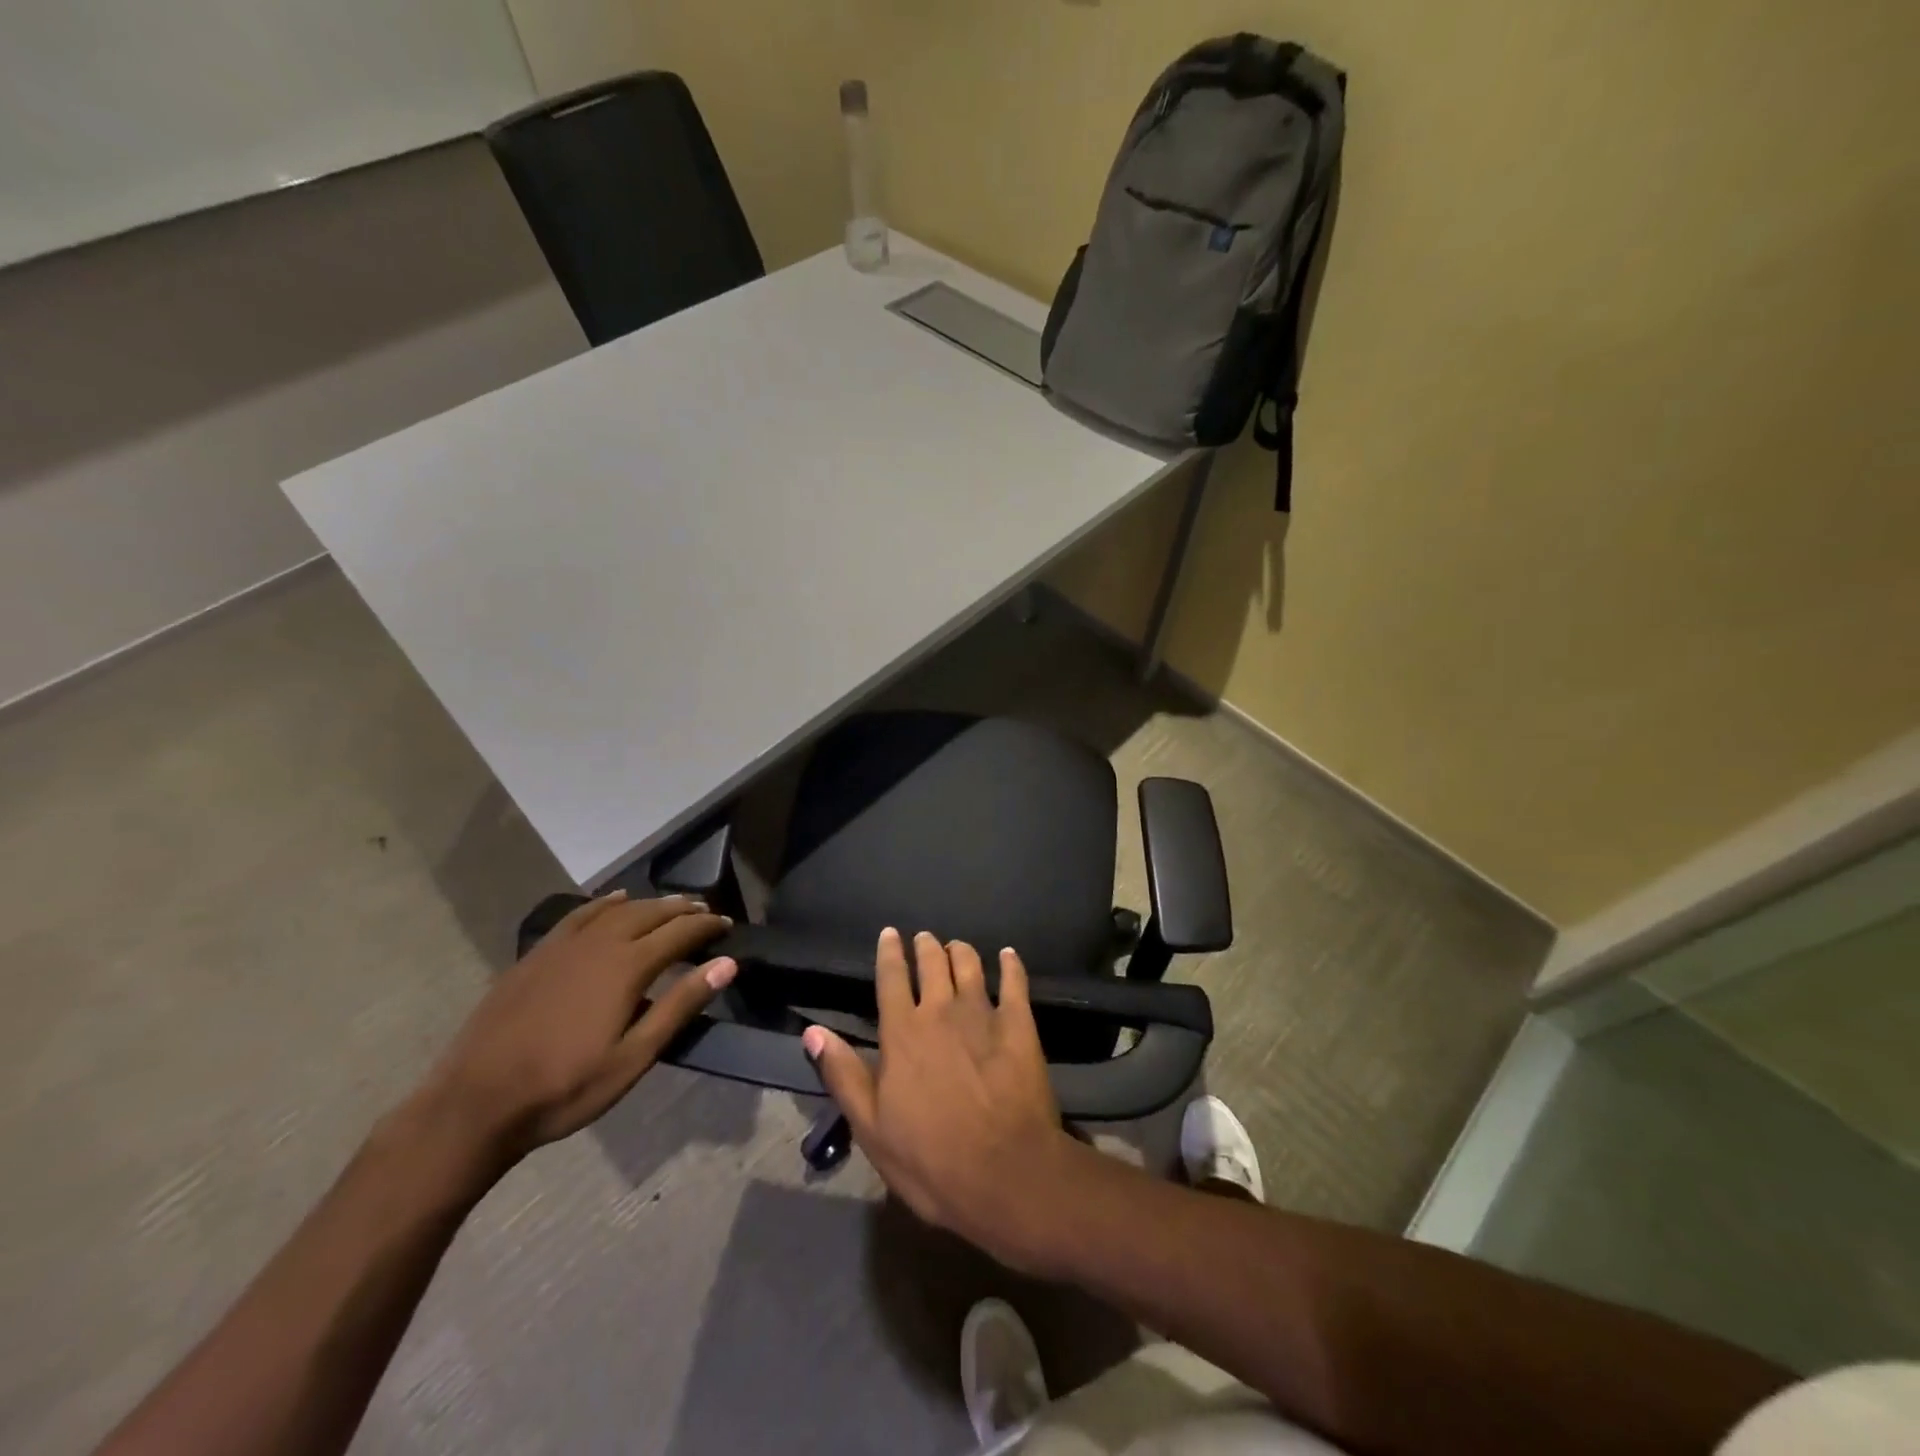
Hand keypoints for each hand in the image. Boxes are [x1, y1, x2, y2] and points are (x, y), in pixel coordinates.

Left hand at [418, 891, 734, 1166]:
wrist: (475, 1103)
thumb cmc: (564, 1087)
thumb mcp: (633, 1057)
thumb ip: (681, 1006)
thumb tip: (726, 964)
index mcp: (626, 966)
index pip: (680, 932)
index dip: (707, 926)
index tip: (727, 926)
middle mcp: (599, 943)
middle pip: (651, 913)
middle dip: (683, 909)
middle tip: (706, 911)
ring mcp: (563, 945)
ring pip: (617, 909)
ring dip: (650, 903)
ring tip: (671, 905)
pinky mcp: (538, 953)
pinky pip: (581, 914)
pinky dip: (606, 902)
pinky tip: (615, 900)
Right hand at [804, 929, 1080, 1268]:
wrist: (1005, 1173)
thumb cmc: (930, 1159)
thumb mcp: (871, 1127)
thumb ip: (843, 1074)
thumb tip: (812, 1031)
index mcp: (902, 1032)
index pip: (891, 978)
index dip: (889, 953)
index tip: (889, 933)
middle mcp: (940, 1010)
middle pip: (932, 962)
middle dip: (926, 946)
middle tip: (924, 939)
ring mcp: (983, 1013)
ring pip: (969, 964)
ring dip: (960, 950)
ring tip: (956, 947)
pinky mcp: (1019, 1024)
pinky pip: (1015, 981)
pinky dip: (1010, 964)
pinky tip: (1008, 956)